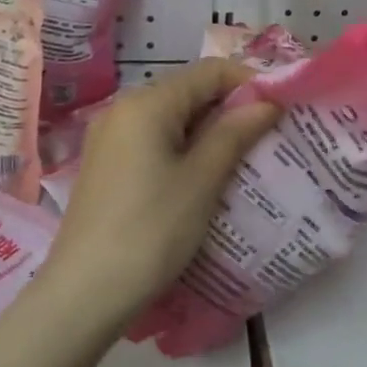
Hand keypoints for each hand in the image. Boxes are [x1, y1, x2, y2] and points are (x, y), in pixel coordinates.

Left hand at [45, 59, 278, 325]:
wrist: (84, 295)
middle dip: (232, 108)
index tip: (282, 108)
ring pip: (174, 119)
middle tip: (269, 136)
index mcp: (147, 103)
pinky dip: (186, 149)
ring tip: (245, 158)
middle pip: (190, 92)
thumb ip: (235, 133)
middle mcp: (124, 109)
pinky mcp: (108, 166)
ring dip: (212, 131)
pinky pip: (156, 141)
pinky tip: (206, 177)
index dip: (250, 82)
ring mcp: (111, 138)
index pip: (210, 72)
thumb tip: (268, 101)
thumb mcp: (202, 180)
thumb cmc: (150, 231)